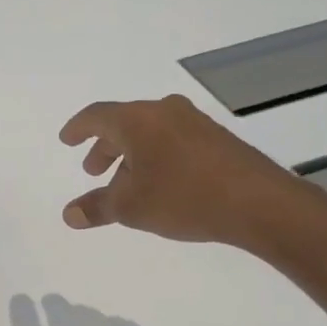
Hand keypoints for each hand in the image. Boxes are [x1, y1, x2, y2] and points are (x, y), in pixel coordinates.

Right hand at [59, 94, 316, 253]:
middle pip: (124, 123)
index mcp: (137, 120)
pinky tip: (161, 184)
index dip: (77, 129)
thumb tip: (69, 214)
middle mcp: (164, 111)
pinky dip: (156, 156)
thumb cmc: (184, 197)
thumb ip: (97, 207)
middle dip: (105, 147)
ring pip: (150, 132)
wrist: (259, 202)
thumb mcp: (132, 207)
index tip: (66, 140)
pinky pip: (173, 140)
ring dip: (131, 155)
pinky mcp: (216, 138)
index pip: (96, 115)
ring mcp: (194, 122)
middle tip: (94, 170)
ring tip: (127, 185)